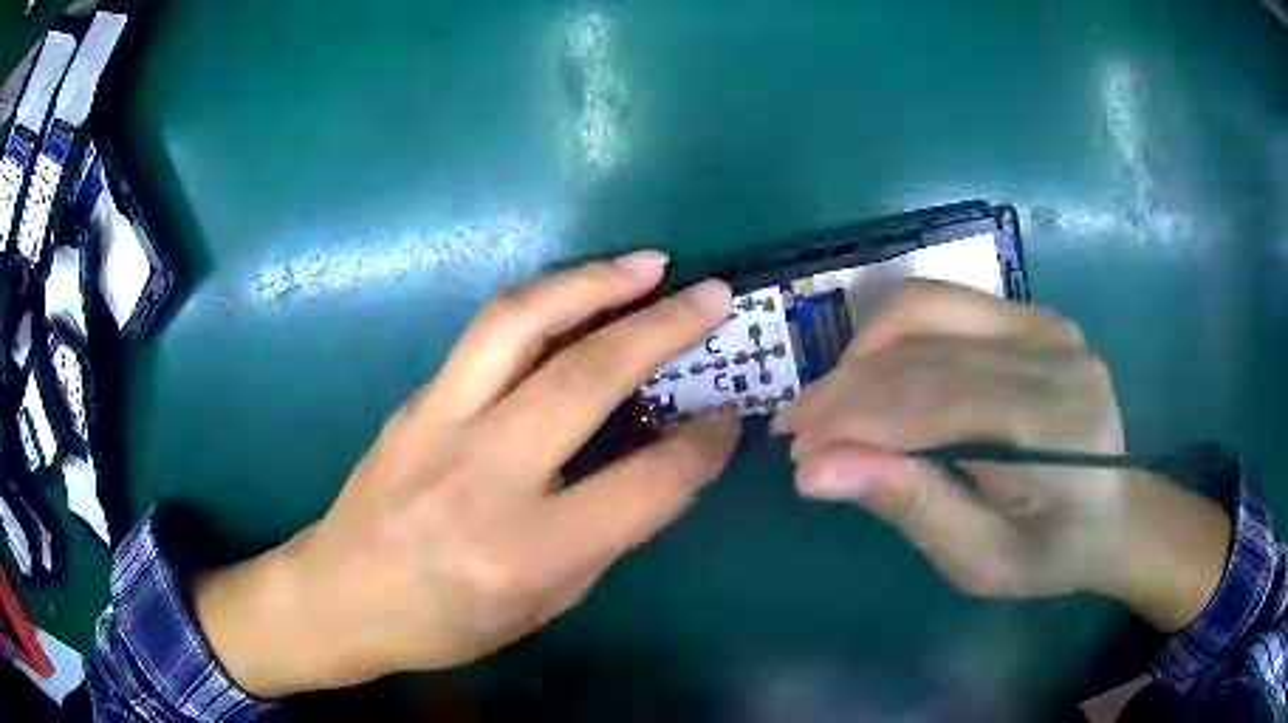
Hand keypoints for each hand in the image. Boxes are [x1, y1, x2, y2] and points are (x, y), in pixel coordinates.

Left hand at [193, 253, 739, 696]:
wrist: (338, 595)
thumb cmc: (444, 623)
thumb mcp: (543, 606)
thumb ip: (605, 535)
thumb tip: (660, 468)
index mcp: (525, 551)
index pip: (644, 484)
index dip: (702, 448)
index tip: (729, 418)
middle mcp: (483, 475)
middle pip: (586, 377)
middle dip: (664, 327)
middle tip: (713, 296)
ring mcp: (438, 423)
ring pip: (521, 324)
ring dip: (592, 282)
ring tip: (645, 265)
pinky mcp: (414, 399)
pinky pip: (486, 335)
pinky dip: (545, 305)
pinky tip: (577, 298)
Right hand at [776, 281, 1229, 630]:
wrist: (1115, 513)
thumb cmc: (1052, 553)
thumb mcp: (980, 561)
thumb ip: (911, 507)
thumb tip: (818, 472)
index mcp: (1056, 429)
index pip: (935, 401)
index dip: (856, 421)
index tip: (797, 453)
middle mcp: (1055, 357)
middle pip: (926, 350)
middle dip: (846, 388)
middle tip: (796, 429)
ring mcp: (1047, 325)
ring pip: (928, 308)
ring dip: (864, 352)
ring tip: (829, 400)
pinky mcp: (1035, 315)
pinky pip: (948, 305)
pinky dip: (897, 337)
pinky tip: (875, 374)